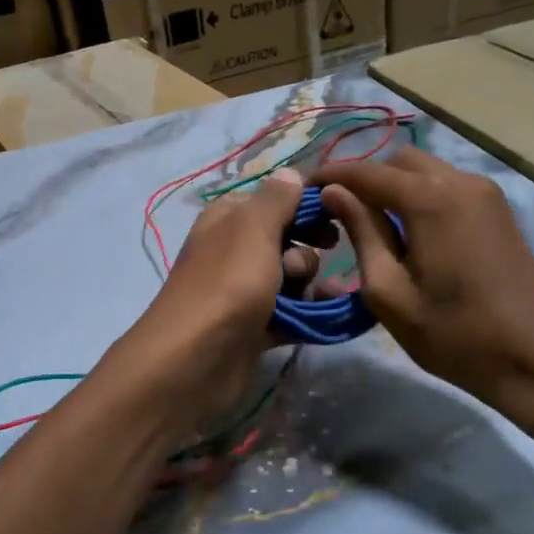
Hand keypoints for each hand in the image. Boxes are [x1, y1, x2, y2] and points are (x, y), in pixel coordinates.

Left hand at [122, 169, 318, 428]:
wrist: (195, 360)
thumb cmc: (227, 284)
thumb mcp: (252, 229)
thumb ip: (276, 199)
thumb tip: (291, 173)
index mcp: (228, 218)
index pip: (274, 199)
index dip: (306, 204)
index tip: (338, 211)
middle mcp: (235, 250)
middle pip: (288, 239)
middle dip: (308, 248)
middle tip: (317, 257)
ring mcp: (245, 290)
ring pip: (293, 277)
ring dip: (312, 283)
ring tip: (310, 296)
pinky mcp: (256, 326)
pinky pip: (293, 311)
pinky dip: (311, 311)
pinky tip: (332, 314)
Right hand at [311, 147, 533, 451]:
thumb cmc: (455, 335)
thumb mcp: (390, 292)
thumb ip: (361, 233)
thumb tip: (333, 192)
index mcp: (431, 199)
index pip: (366, 172)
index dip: (330, 176)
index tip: (301, 189)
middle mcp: (460, 182)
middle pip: (398, 161)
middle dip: (364, 179)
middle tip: (337, 214)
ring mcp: (486, 194)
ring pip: (426, 171)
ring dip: (393, 188)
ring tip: (369, 226)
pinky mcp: (499, 212)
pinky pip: (447, 188)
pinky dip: (420, 198)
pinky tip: (408, 234)